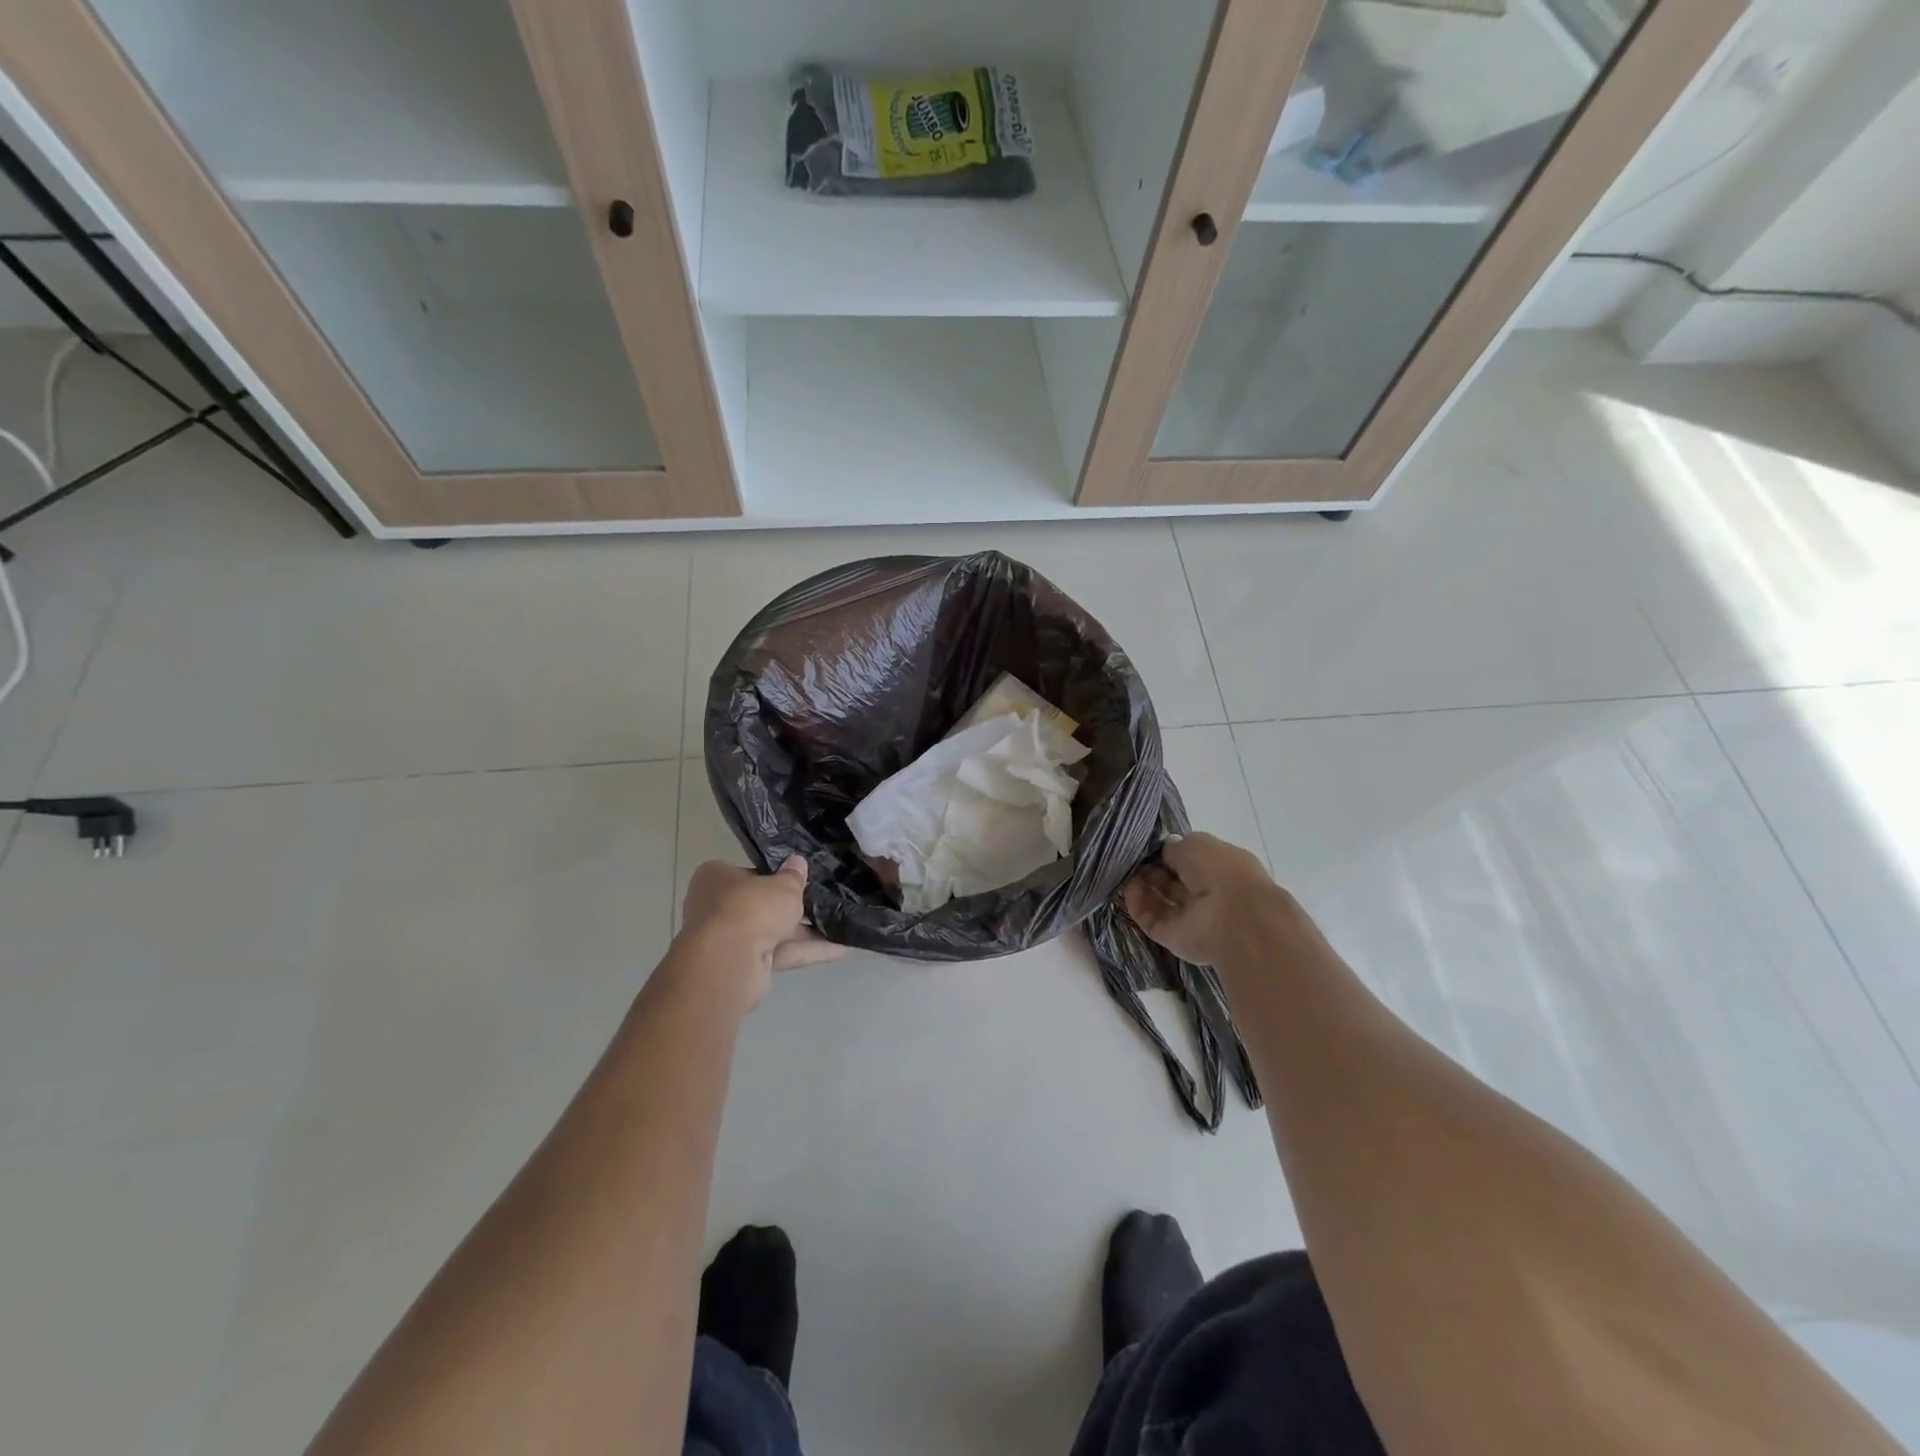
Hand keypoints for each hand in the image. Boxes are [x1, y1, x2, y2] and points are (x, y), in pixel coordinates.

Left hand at [677, 858, 843, 1005]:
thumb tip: (798, 861)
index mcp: (716, 878)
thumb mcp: (783, 885)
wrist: (729, 962)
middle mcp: (716, 907)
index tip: (798, 878)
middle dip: (792, 907)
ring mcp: (729, 940)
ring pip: (772, 932)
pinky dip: (807, 951)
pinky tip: (840, 949)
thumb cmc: (751, 908)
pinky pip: (780, 953)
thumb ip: (793, 876)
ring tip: (840, 925)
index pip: (748, 872)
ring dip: (806, 932)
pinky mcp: (744, 966)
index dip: (775, 875)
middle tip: (824, 900)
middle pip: (761, 905)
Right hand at [1122, 833, 1279, 966]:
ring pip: (1159, 902)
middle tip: (1131, 859)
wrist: (1235, 920)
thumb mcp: (1196, 844)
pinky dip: (1137, 905)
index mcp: (1220, 869)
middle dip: (1151, 869)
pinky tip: (1127, 889)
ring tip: (1125, 872)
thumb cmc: (1220, 871)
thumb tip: (1165, 848)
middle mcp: (1206, 894)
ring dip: (1141, 886)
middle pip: (1172, 882)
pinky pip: (1150, 920)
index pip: (1189, 861)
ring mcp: (1189, 919)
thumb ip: (1175, 846)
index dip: (1167, 853)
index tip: (1146, 847)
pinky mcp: (1173, 938)